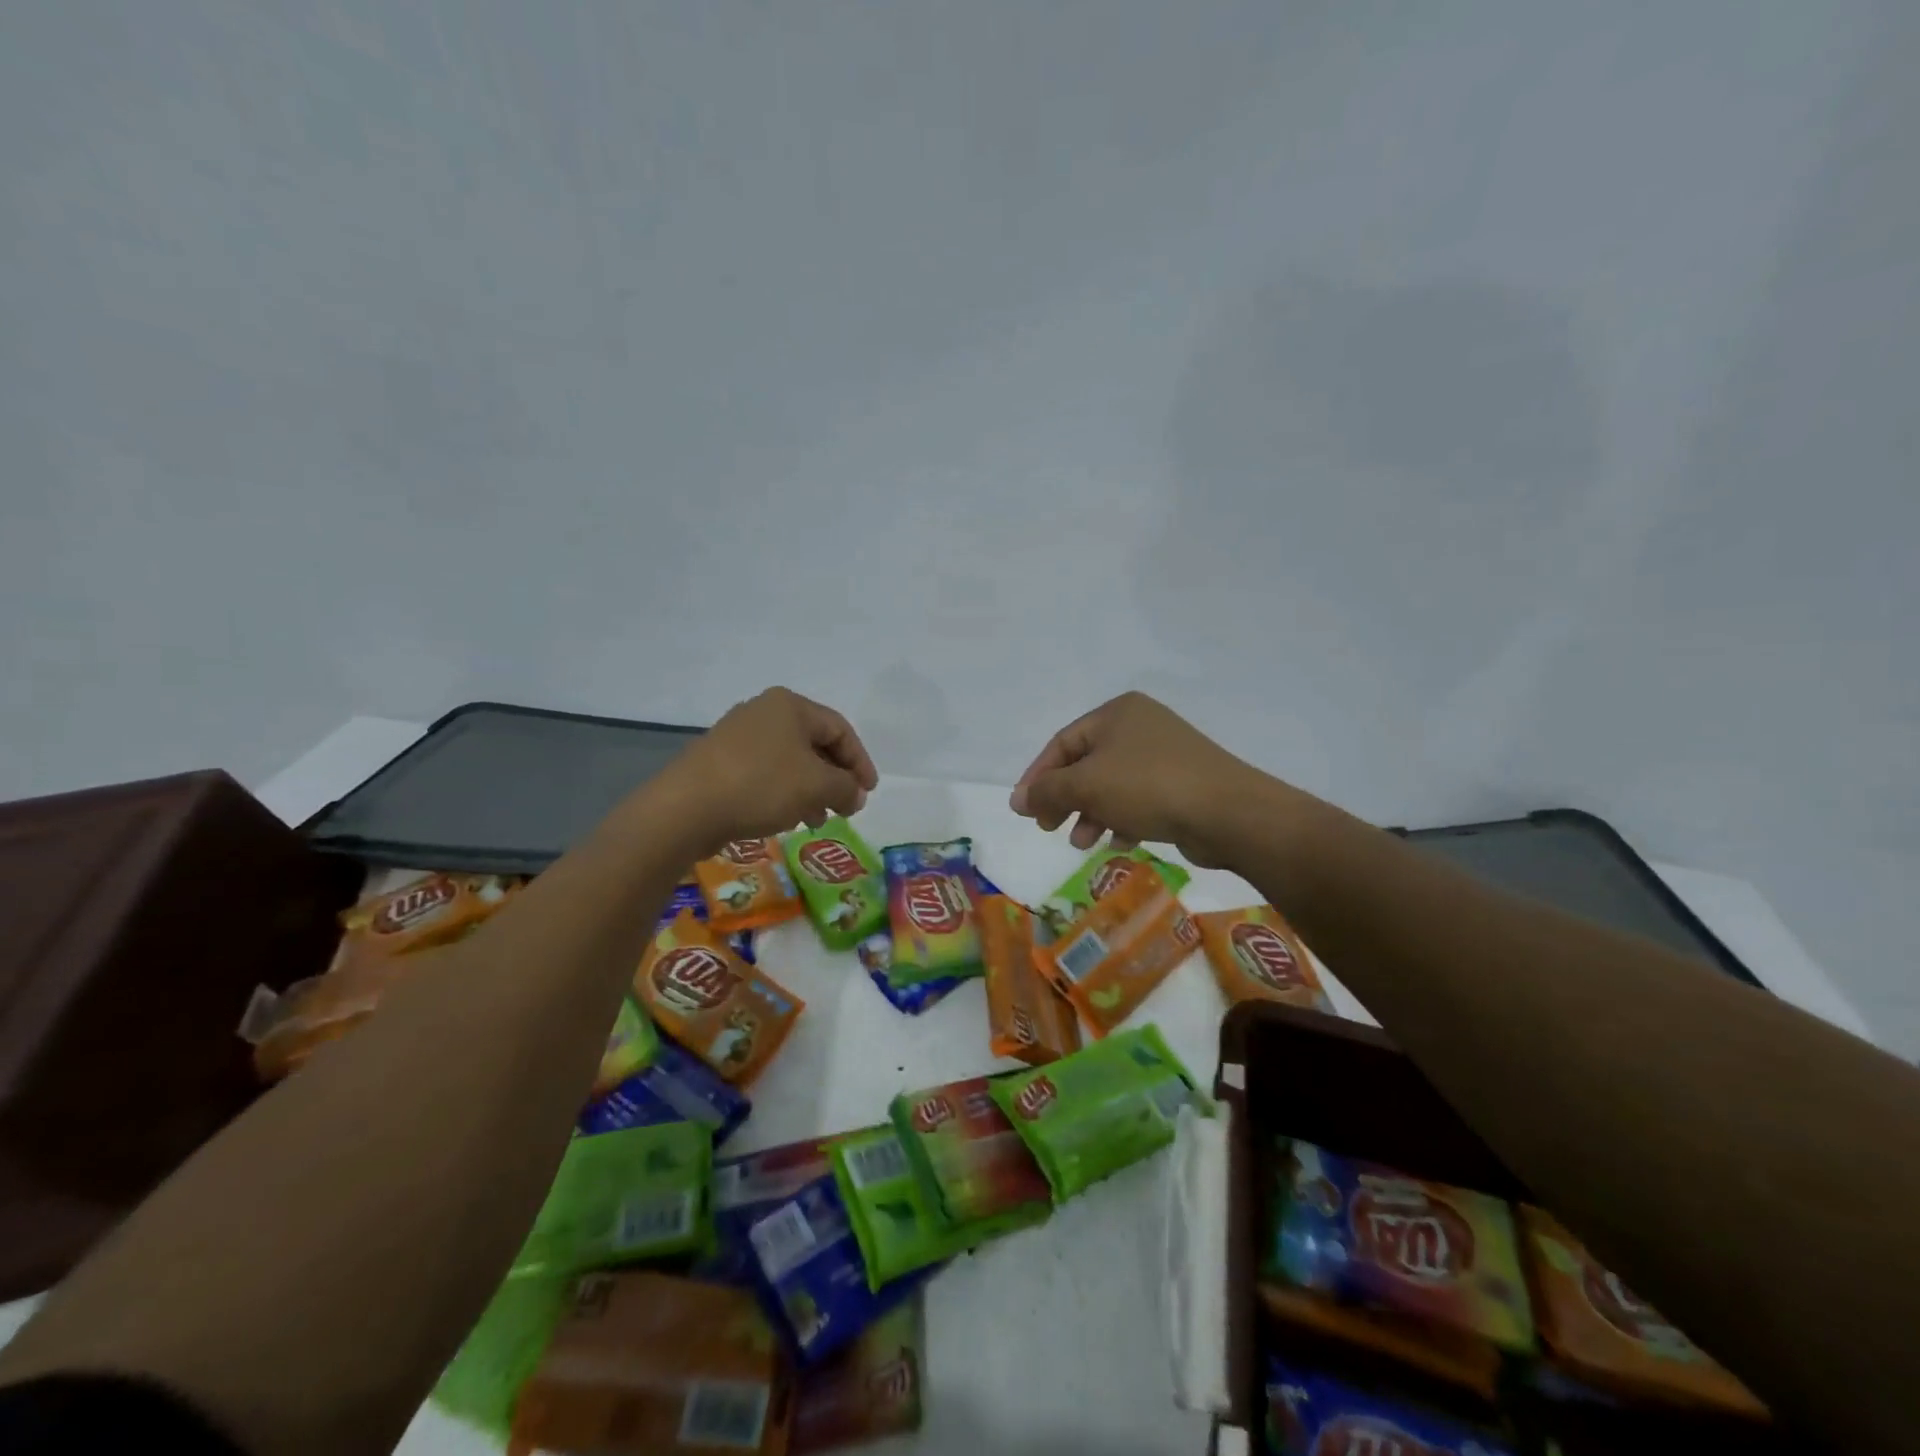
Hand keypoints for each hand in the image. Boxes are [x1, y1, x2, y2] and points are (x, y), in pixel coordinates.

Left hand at [655, 688, 878, 856]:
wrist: (686, 808)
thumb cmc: (761, 785)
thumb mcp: (817, 786)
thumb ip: (846, 787)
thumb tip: (855, 794)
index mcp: (790, 705)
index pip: (839, 729)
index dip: (860, 761)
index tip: (868, 792)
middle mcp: (763, 712)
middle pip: (814, 743)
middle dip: (834, 777)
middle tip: (847, 807)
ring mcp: (737, 736)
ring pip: (789, 761)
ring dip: (811, 789)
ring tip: (819, 819)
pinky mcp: (719, 761)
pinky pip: (765, 773)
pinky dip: (784, 793)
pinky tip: (787, 818)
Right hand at [1011, 692, 1288, 866]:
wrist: (1227, 812)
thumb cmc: (1148, 786)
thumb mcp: (1087, 785)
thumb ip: (1046, 790)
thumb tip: (1016, 800)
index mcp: (1117, 713)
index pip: (1062, 742)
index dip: (1038, 777)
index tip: (1025, 810)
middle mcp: (1140, 726)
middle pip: (1086, 764)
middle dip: (1065, 799)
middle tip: (1049, 828)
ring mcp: (1164, 754)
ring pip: (1112, 785)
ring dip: (1091, 814)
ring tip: (1082, 843)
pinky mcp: (1182, 783)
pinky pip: (1139, 799)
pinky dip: (1122, 819)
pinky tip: (1118, 843)